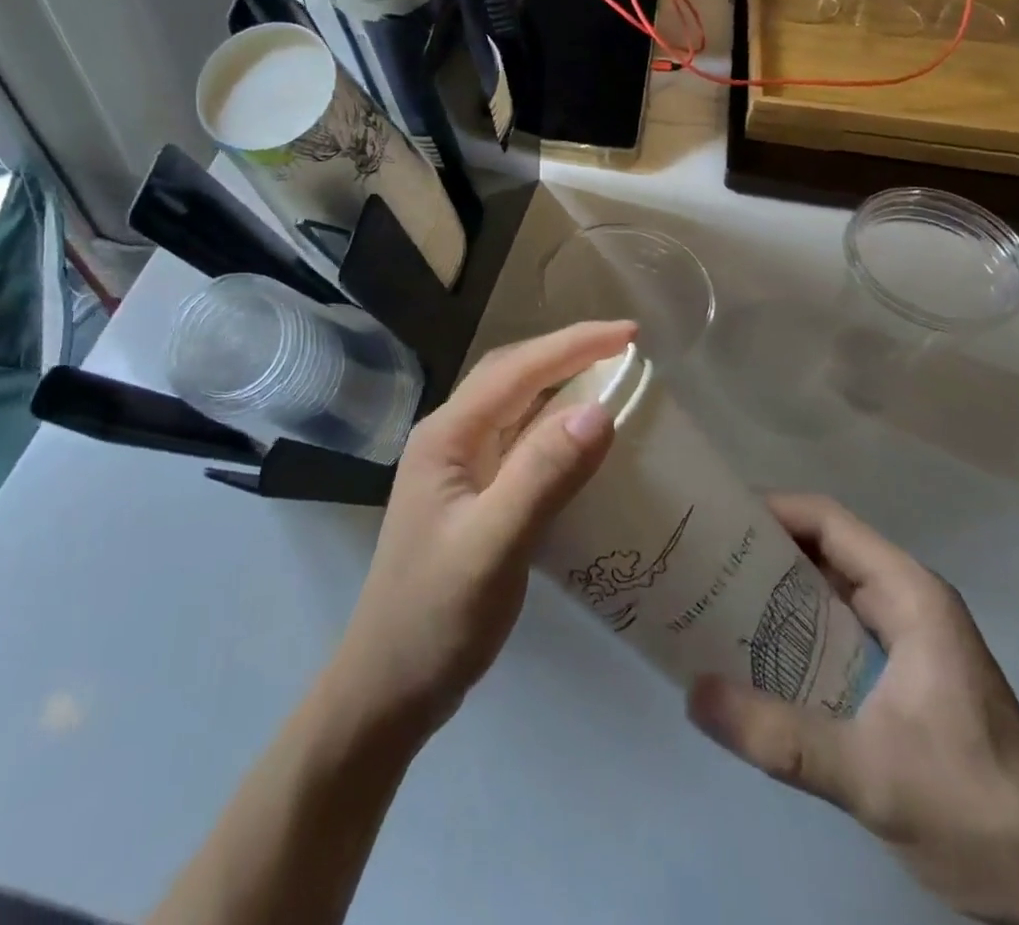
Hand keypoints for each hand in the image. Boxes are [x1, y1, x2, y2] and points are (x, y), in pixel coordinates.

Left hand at [327, 321, 633, 740]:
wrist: (389, 684)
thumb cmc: (436, 615)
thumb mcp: (494, 546)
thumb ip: (543, 475)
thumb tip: (599, 410)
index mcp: (447, 435)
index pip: (517, 370)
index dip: (573, 346)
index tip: (629, 334)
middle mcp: (448, 437)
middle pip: (513, 375)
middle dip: (567, 354)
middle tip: (625, 348)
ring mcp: (457, 466)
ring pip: (515, 405)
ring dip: (560, 384)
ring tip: (610, 376)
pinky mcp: (470, 493)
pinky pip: (517, 440)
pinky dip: (552, 425)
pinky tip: (578, 436)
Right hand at [687, 495, 1018, 924]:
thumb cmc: (975, 812)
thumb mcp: (872, 775)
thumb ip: (781, 737)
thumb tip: (693, 695)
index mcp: (911, 595)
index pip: (828, 521)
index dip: (770, 508)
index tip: (713, 517)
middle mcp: (906, 602)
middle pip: (821, 549)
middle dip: (759, 548)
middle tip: (698, 557)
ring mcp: (904, 640)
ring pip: (824, 589)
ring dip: (770, 589)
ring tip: (709, 596)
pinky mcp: (897, 676)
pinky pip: (831, 628)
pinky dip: (789, 628)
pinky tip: (749, 650)